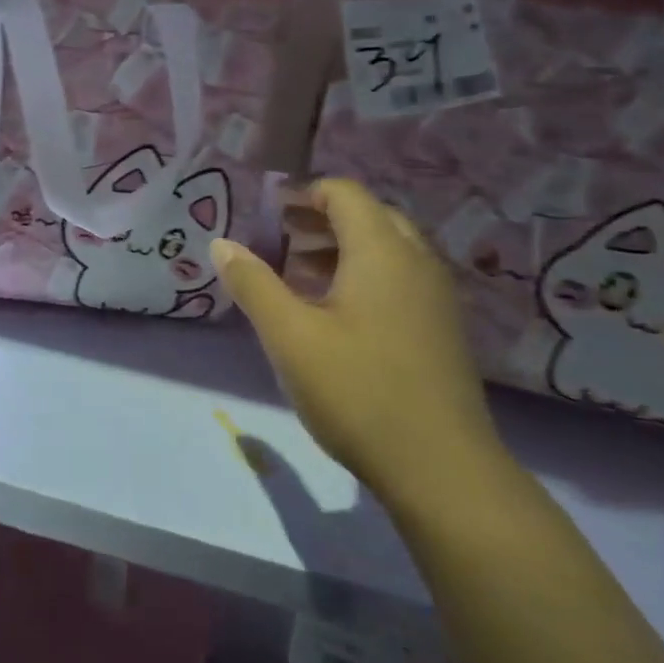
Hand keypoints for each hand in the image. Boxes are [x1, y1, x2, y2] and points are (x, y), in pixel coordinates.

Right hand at [210, 179, 505, 504]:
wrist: (442, 470)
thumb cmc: (358, 391)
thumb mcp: (290, 336)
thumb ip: (253, 284)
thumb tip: (221, 243)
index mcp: (382, 253)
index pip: (344, 194)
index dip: (303, 192)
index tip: (267, 211)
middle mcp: (416, 263)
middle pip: (369, 216)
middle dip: (321, 218)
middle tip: (279, 236)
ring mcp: (435, 298)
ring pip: (387, 249)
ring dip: (341, 247)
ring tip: (297, 271)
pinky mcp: (441, 329)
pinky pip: (399, 278)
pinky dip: (363, 274)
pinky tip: (333, 311)